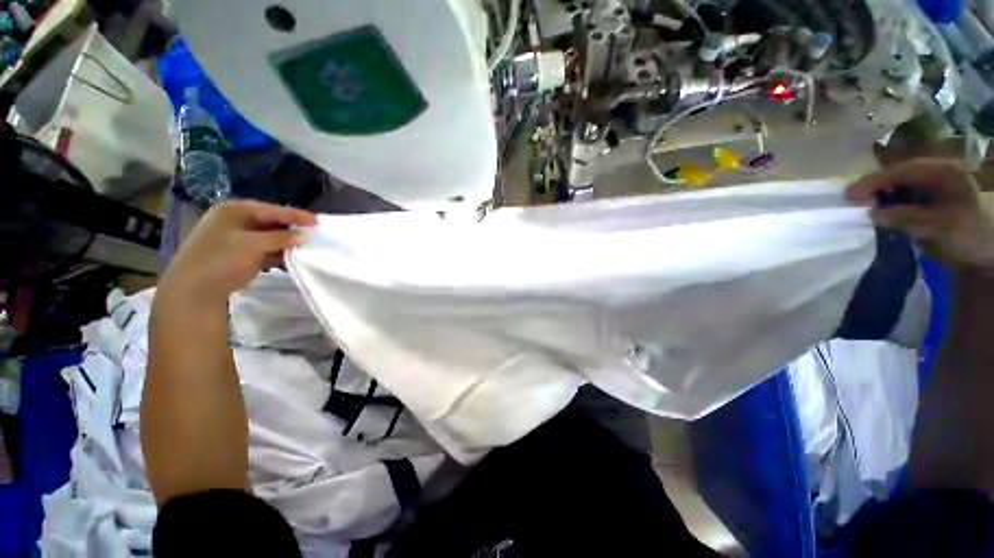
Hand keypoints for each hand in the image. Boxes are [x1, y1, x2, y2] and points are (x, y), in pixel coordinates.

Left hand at [159, 200, 316, 304]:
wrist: (194, 289)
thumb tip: (303, 235)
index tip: (318, 221)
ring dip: (285, 243)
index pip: (271, 210)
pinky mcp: (237, 254)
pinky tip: (288, 260)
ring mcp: (234, 238)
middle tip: (312, 234)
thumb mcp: (254, 245)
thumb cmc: (222, 260)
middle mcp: (234, 220)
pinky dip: (276, 253)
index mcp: (234, 210)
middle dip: (291, 229)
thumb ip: (281, 238)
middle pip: (270, 222)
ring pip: (268, 237)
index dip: (295, 215)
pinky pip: (263, 249)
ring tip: (304, 248)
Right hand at [846, 158, 993, 268]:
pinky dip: (887, 203)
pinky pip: (902, 196)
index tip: (849, 195)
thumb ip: (907, 217)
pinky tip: (877, 212)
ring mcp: (933, 186)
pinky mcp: (928, 200)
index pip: (904, 170)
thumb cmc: (967, 236)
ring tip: (860, 206)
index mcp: (946, 171)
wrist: (983, 256)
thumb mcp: (940, 226)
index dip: (876, 181)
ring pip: (899, 186)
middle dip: (875, 187)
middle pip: (900, 176)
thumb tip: (873, 214)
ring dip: (879, 196)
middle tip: (850, 200)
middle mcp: (938, 172)